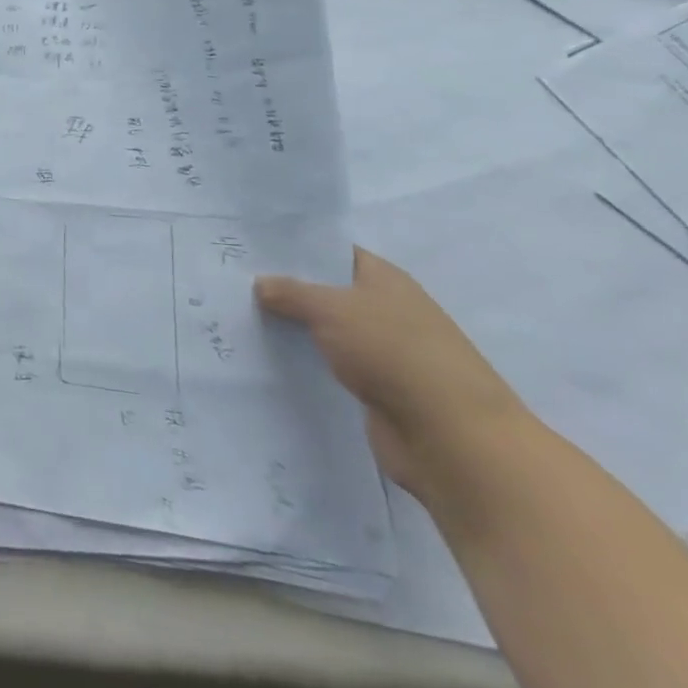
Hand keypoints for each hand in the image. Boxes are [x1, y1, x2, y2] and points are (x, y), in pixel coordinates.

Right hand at [255, 246, 526, 498]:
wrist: (452, 439)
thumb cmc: (394, 353)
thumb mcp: (331, 309)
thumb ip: (291, 292)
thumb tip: (261, 283)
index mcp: (385, 279)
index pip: (334, 253)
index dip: (297, 249)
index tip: (253, 250)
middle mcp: (387, 311)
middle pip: (328, 293)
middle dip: (287, 291)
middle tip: (235, 284)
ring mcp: (384, 353)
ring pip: (327, 332)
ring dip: (294, 331)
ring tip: (240, 320)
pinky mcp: (378, 391)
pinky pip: (332, 368)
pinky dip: (307, 364)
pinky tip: (269, 361)